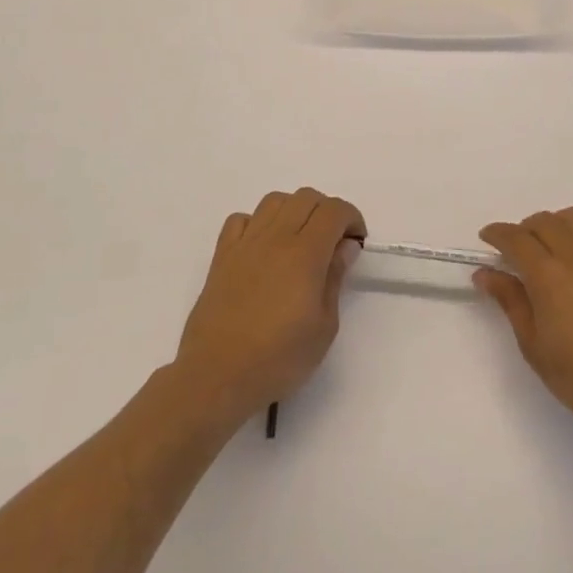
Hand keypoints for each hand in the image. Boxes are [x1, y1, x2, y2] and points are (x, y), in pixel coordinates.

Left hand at [173, 188, 365, 426]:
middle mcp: (275, 237)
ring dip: (294, 211)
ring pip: (274, 201)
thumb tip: (344, 247)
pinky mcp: (222, 256)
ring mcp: (245, 243)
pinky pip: (241, 220)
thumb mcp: (324, 327)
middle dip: (327, 211)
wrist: (216, 375)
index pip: (334, 210)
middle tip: (332, 243)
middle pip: (306, 197)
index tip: (355, 243)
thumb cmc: (278, 358)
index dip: (352, 218)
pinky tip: (263, 247)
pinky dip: (257, 223)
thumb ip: (335, 279)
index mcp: (305, 253)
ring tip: (299, 241)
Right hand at [476, 209, 572, 440]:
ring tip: (550, 247)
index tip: (487, 238)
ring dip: (555, 224)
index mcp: (548, 275)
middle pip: (544, 221)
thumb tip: (485, 274)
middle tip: (516, 251)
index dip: (497, 234)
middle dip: (523, 229)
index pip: (515, 238)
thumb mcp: (533, 344)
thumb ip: (510, 300)